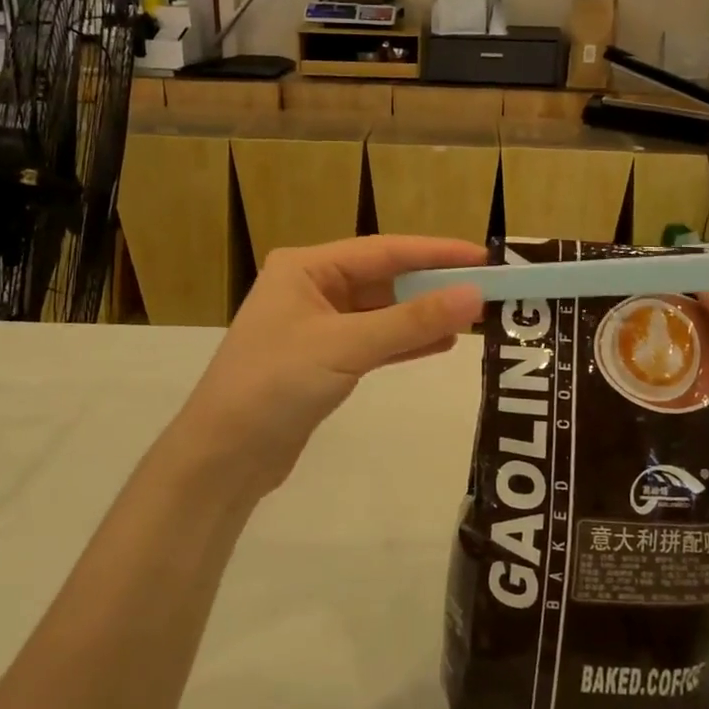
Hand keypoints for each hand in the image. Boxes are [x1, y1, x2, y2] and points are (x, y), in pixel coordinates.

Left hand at [177, 236, 484, 497]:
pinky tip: (441, 343)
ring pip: (382, 312)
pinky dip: (405, 342)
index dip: (436, 252)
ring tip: (473, 317)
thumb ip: (412, 321)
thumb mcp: (347, 346)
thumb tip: (475, 295)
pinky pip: (374, 341)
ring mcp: (316, 326)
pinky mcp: (323, 360)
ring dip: (423, 315)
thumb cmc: (275, 386)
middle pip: (384, 279)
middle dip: (433, 285)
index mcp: (307, 268)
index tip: (484, 257)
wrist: (222, 457)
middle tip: (486, 290)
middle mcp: (311, 288)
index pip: (384, 250)